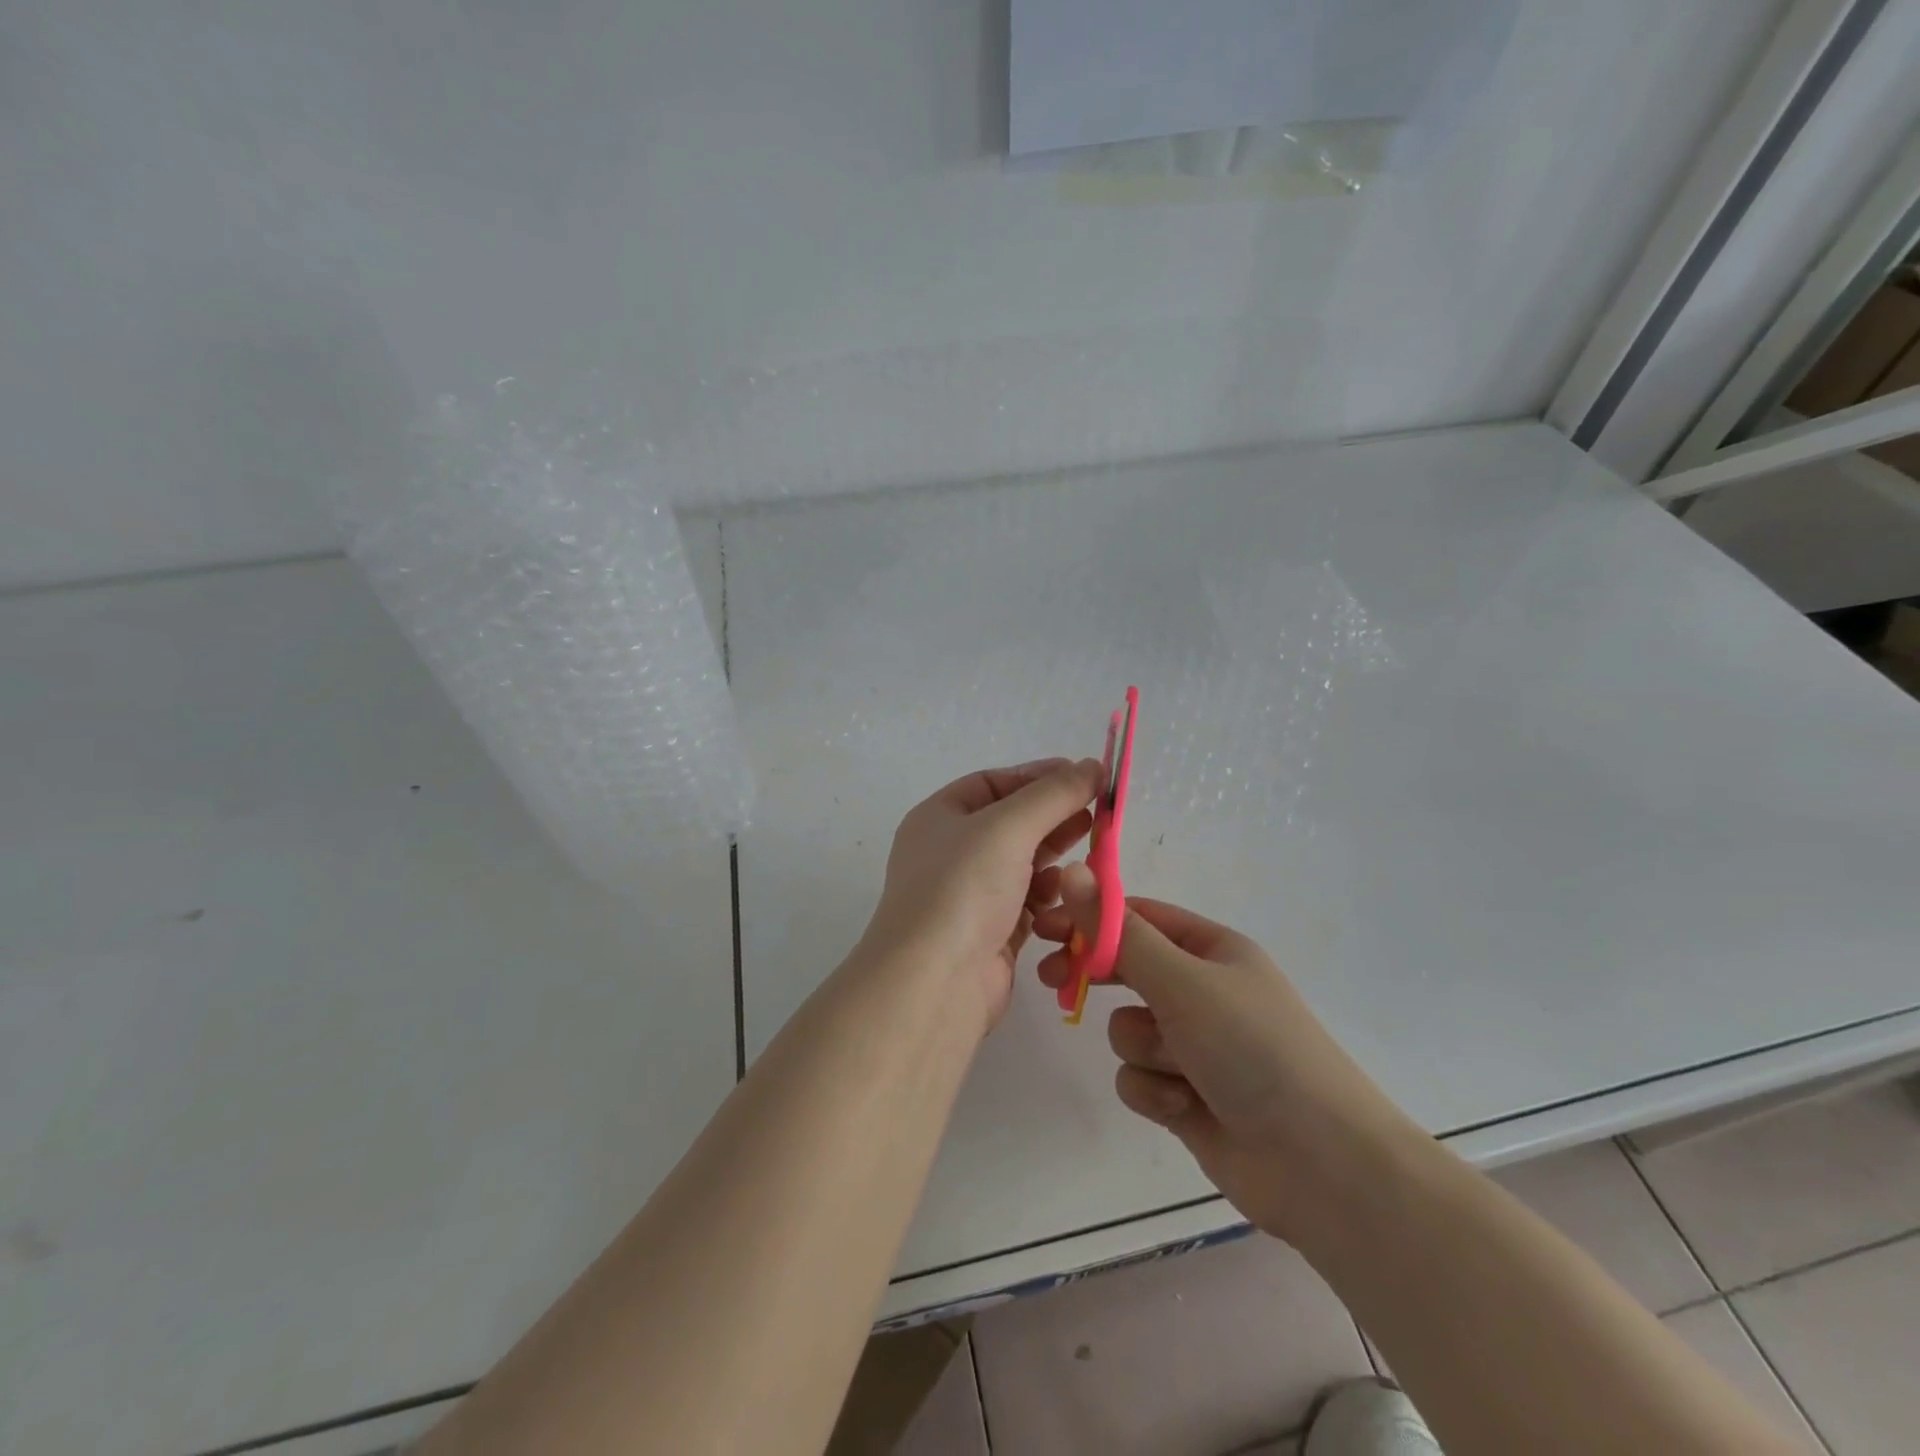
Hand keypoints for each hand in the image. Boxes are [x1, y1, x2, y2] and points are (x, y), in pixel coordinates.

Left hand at [861, 759, 1104, 1033]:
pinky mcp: (991, 933)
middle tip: (1099, 814)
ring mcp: (970, 895)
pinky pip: (1028, 904)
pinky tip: (1068, 894)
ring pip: (1023, 865)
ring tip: (1090, 853)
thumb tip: (1093, 765)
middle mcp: (951, 853)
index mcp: (939, 818)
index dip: (1038, 777)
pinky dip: (1049, 897)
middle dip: (1054, 817)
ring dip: (1055, 858)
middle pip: (1012, 824)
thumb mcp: (1008, 827)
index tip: (1084, 777)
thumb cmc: (963, 888)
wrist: (934, 982)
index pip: (993, 783)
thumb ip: (1054, 794)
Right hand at [1035, 867, 1419, 1243]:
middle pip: (1127, 971)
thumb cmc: (1253, 1049)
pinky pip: (1139, 1079)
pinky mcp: (1185, 1096)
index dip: (1090, 918)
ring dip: (1144, 1049)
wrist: (1320, 1165)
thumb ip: (1119, 933)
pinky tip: (1185, 1108)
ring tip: (1180, 1069)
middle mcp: (1202, 992)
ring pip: (1129, 1031)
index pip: (1138, 918)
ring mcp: (1194, 1047)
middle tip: (1052, 979)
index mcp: (1211, 950)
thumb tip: (1072, 872)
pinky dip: (1155, 1092)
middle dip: (1096, 979)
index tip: (1045, 927)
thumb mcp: (1182, 981)